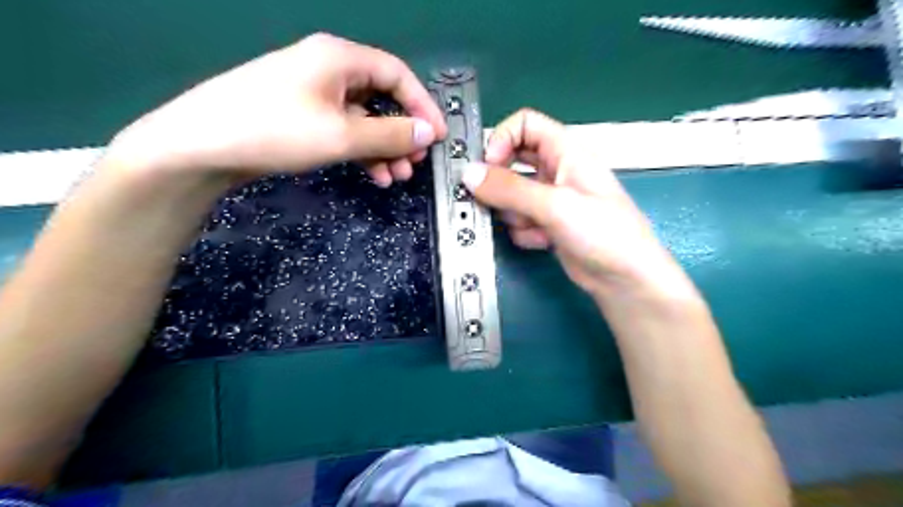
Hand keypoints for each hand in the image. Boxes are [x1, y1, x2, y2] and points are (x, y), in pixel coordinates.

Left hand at [105, 32, 447, 186]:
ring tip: (396, 177)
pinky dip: (363, 152)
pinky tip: (373, 175)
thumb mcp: (342, 134)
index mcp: (340, 58)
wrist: (202, 146)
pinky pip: (346, 131)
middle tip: (416, 162)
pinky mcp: (304, 117)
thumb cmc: (276, 130)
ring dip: (385, 147)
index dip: (423, 105)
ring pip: (365, 119)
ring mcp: (315, 94)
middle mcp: (330, 70)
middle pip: (383, 98)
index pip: (398, 75)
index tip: (438, 136)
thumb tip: (429, 132)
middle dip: (404, 133)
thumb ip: (391, 133)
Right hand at [462, 109, 693, 298]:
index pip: (524, 124)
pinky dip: (524, 231)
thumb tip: (469, 174)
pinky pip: (519, 219)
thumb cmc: (602, 232)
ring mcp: (551, 199)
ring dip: (514, 213)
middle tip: (492, 200)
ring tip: (532, 226)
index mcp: (566, 151)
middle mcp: (557, 170)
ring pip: (512, 194)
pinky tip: (543, 241)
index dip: (501, 139)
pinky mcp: (547, 224)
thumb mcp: (555, 205)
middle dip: (500, 182)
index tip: (487, 166)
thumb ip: (509, 188)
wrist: (624, 279)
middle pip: (513, 161)